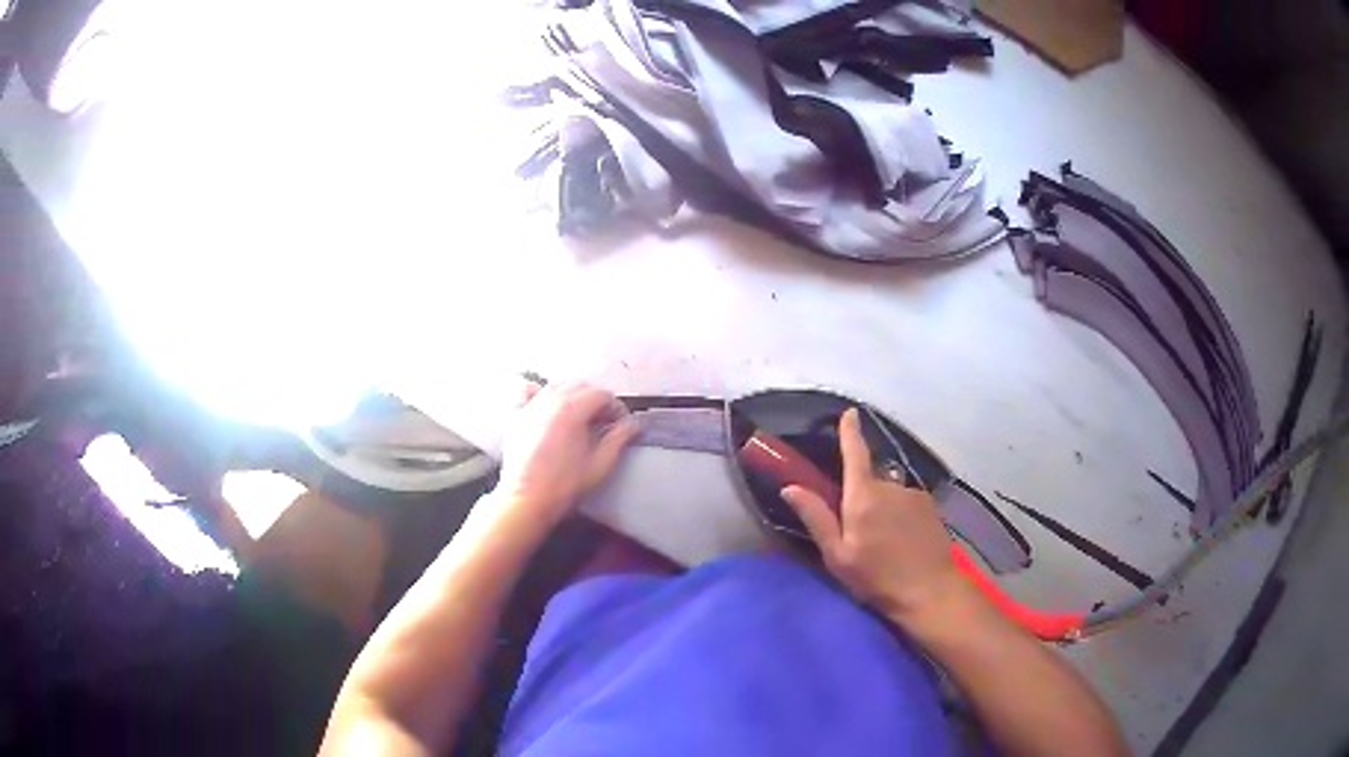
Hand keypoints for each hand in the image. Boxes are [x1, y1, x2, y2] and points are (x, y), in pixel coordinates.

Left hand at [494, 381, 638, 528]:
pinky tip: (549, 409)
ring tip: (580, 417)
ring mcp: (531, 405)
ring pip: (558, 386)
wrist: (526, 499)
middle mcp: (550, 400)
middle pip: (581, 386)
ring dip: (573, 396)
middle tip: (603, 421)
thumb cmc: (563, 485)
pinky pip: (532, 392)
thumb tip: (633, 425)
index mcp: (572, 409)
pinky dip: (543, 394)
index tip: (620, 423)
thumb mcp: (600, 465)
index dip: (616, 407)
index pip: (602, 394)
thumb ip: (619, 439)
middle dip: (596, 400)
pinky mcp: (518, 415)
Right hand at [780, 408, 966, 622]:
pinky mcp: (930, 507)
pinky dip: (900, 517)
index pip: (854, 453)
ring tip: (883, 544)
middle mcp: (890, 487)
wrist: (929, 591)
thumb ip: (817, 518)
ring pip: (889, 495)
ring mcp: (914, 495)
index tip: (850, 412)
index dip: (850, 432)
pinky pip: (907, 504)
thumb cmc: (877, 577)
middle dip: (861, 498)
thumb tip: (790, 487)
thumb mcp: (837, 555)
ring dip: (883, 510)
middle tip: (858, 534)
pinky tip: (902, 543)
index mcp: (863, 496)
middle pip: (869, 481)